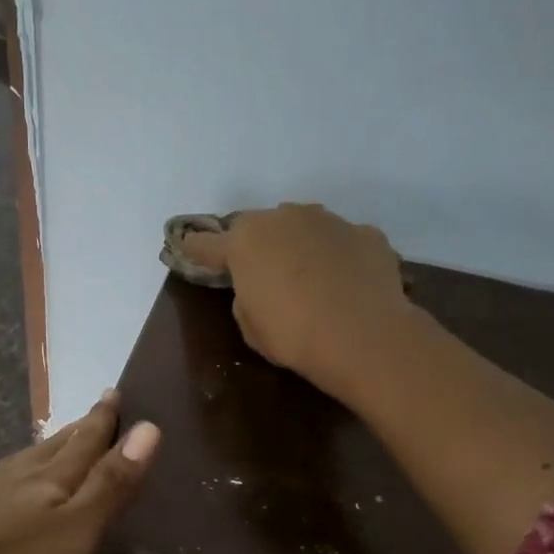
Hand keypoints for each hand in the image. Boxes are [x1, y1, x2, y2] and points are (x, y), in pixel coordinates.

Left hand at [0, 394, 159, 553]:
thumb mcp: (75, 530)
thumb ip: (111, 484)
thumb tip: (150, 429)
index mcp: (52, 479)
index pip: (87, 442)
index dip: (104, 420)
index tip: (114, 393)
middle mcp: (15, 473)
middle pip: (53, 446)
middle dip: (77, 429)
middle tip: (93, 410)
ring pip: (15, 461)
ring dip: (36, 450)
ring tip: (47, 443)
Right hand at [180, 203, 411, 394]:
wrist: (363, 336)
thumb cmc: (293, 335)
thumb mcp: (250, 326)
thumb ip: (245, 297)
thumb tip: (257, 286)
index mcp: (246, 241)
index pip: (208, 243)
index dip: (196, 250)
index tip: (187, 250)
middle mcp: (285, 218)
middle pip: (260, 227)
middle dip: (257, 246)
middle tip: (262, 274)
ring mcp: (329, 221)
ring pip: (304, 228)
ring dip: (299, 247)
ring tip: (309, 279)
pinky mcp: (366, 234)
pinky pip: (341, 243)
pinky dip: (338, 258)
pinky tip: (345, 285)